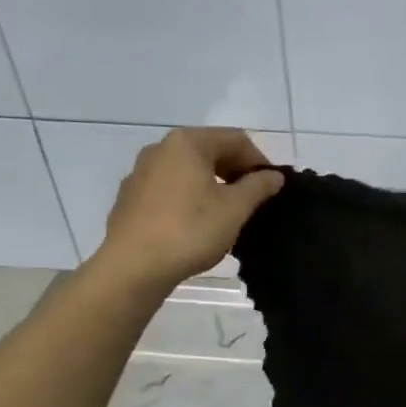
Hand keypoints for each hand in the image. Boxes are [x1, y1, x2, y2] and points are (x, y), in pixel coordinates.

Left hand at [92, 128, 283, 290]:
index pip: (236, 140)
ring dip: (214, 185)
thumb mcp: (235, 208)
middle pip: (210, 151)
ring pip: (189, 171)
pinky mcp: (131, 198)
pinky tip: (197, 224)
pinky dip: (190, 198)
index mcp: (187, 143)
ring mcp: (141, 173)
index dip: (260, 162)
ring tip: (228, 213)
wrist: (133, 267)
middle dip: (236, 172)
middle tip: (254, 200)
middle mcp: (160, 149)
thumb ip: (258, 187)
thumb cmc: (190, 230)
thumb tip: (274, 176)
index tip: (272, 188)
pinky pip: (170, 189)